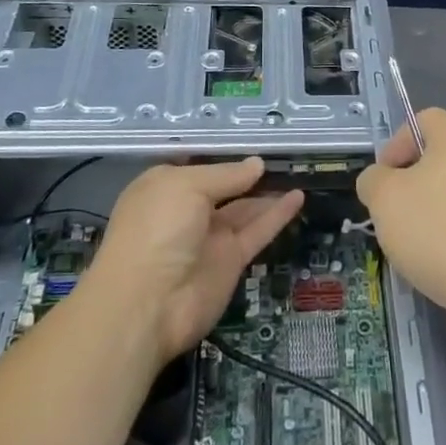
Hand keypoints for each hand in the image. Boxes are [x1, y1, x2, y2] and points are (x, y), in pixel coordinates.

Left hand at [86, 159, 302, 361]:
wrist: (147, 305)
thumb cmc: (157, 229)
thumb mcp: (187, 187)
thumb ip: (226, 175)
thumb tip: (257, 164)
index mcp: (165, 188)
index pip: (198, 166)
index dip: (223, 155)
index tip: (252, 139)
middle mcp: (187, 211)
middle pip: (224, 187)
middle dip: (248, 174)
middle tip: (283, 155)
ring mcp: (209, 238)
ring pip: (244, 209)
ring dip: (268, 193)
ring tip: (297, 172)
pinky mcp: (230, 262)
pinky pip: (257, 231)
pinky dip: (277, 215)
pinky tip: (298, 196)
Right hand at [356, 109, 445, 334]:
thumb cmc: (438, 232)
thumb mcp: (384, 200)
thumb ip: (373, 180)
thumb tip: (379, 179)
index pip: (423, 120)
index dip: (397, 145)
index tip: (383, 181)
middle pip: (445, 154)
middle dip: (417, 179)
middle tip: (398, 211)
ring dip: (441, 205)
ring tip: (422, 241)